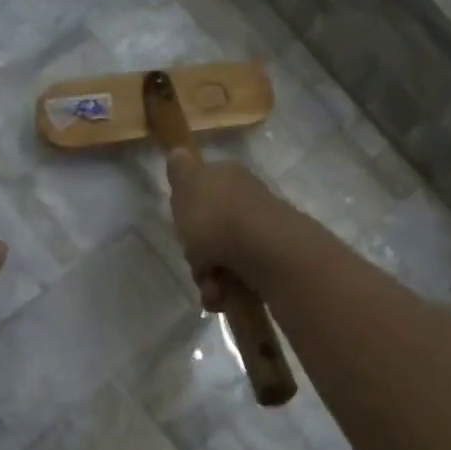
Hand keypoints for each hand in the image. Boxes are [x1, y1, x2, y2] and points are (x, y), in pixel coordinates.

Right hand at [165, 149, 295, 308]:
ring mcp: (261, 233)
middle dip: (197, 254)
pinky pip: (240, 280)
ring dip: (209, 279)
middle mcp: (247, 201)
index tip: (182, 226)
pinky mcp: (272, 262)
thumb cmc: (217, 217)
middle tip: (195, 261)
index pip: (201, 191)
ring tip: (212, 288)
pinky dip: (228, 291)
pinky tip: (224, 297)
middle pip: (209, 231)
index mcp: (228, 177)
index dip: (187, 212)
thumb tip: (178, 152)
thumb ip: (179, 171)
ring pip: (222, 259)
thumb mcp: (187, 186)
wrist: (265, 251)